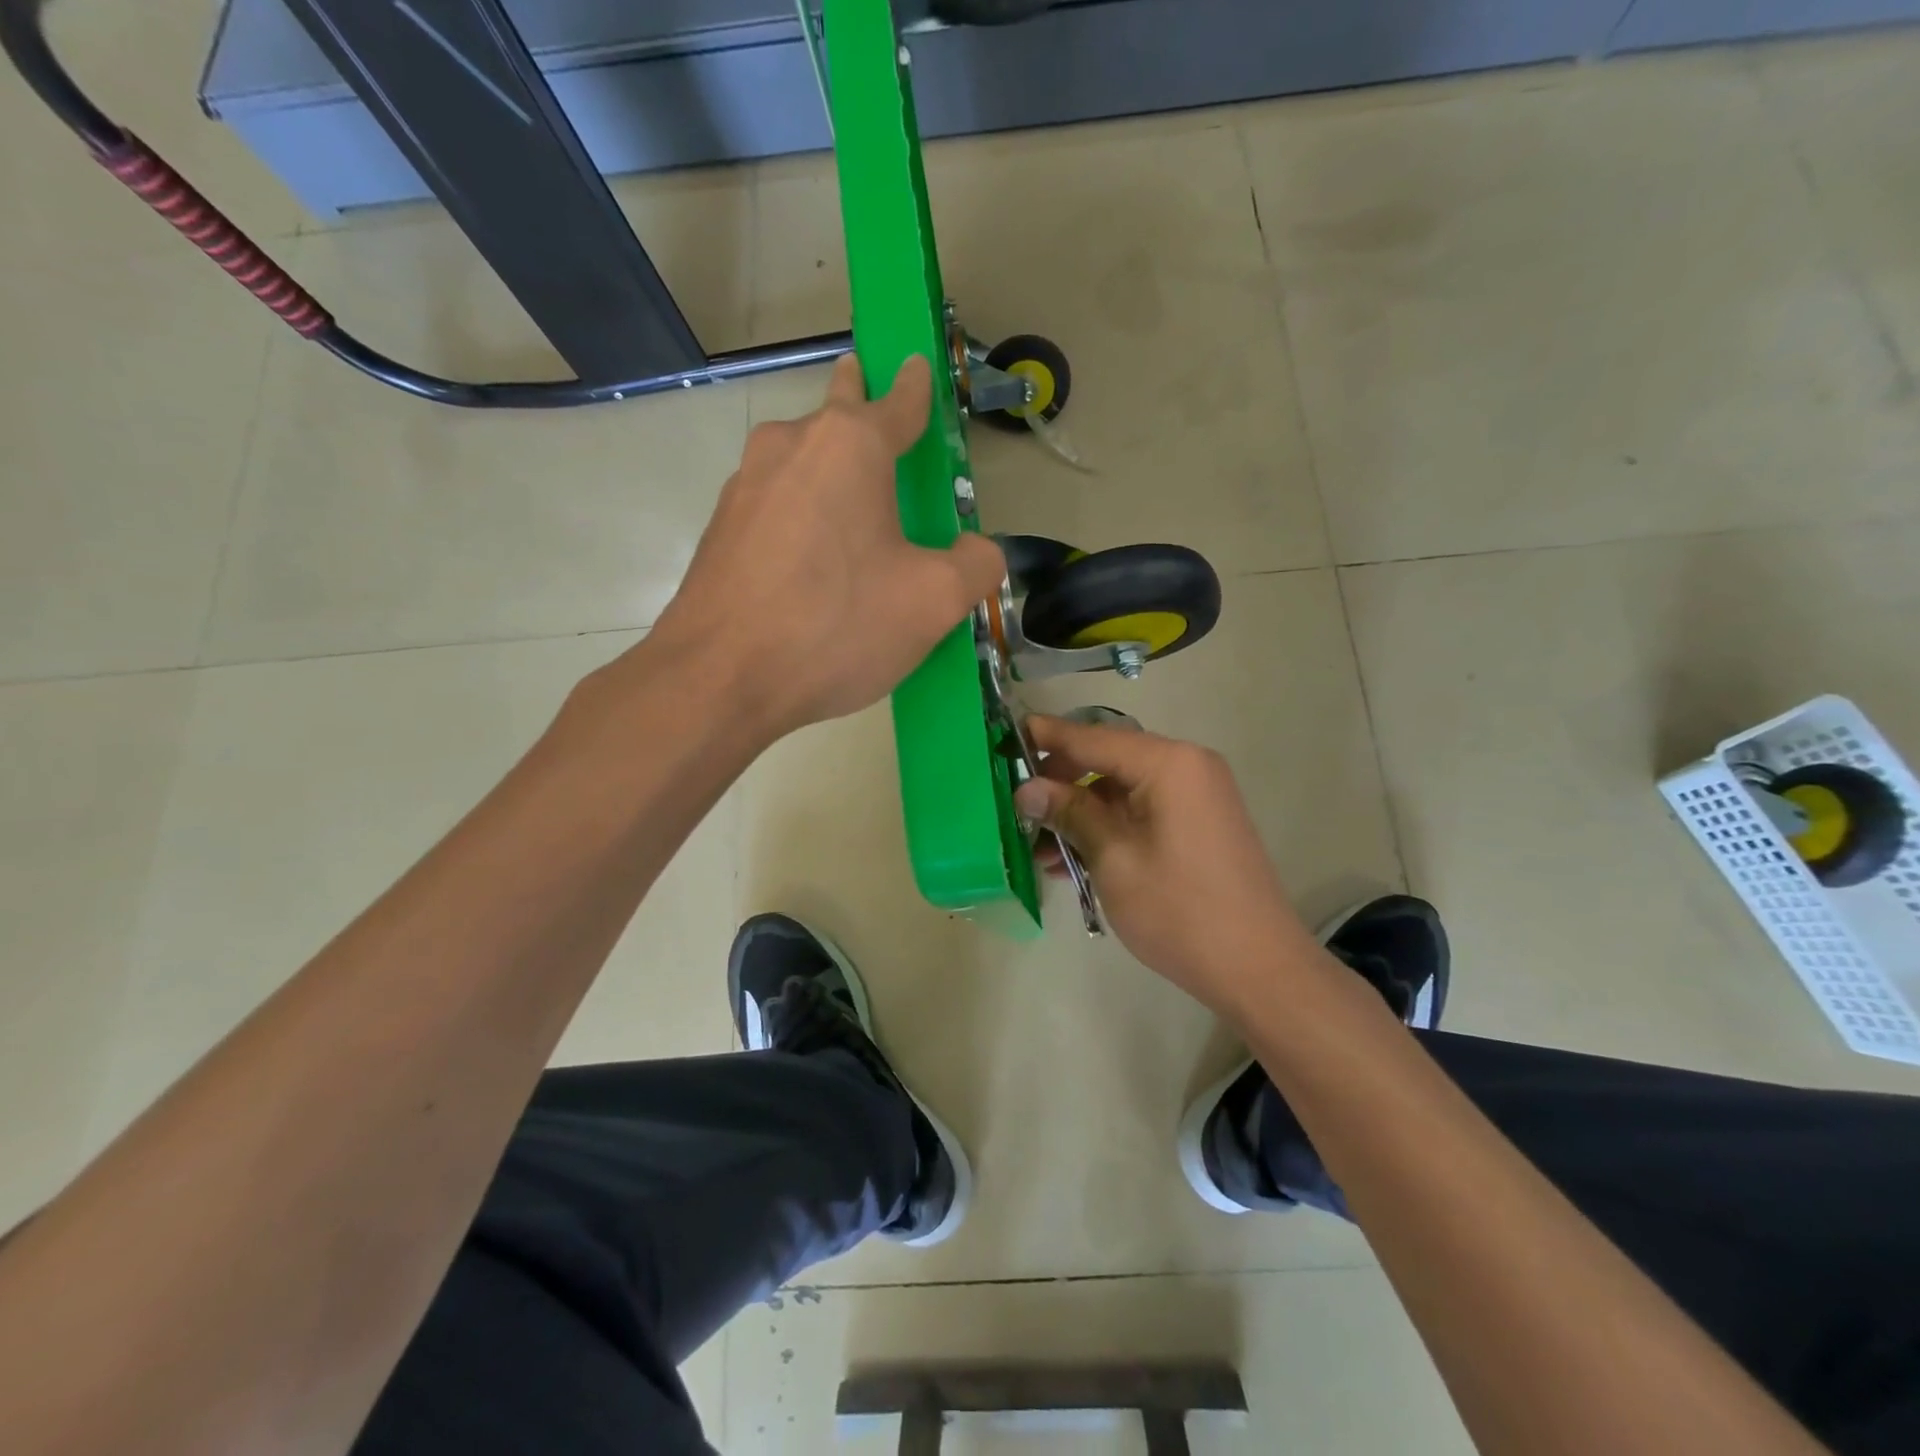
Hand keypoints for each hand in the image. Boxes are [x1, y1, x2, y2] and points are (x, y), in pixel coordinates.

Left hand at [647, 353, 1004, 738]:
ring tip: (851, 508)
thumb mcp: (932, 602)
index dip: (916, 387)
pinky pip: (775, 506)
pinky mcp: (721, 529)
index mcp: (849, 447)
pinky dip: (800, 515)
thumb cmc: (835, 625)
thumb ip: (976, 565)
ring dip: (826, 468)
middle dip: (858, 400)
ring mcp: (745, 486)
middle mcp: (790, 447)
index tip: (918, 366)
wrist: (719, 679)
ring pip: (800, 460)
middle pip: (836, 413)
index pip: (897, 401)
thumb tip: (979, 550)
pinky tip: (811, 561)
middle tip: (873, 403)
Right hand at [1013, 714, 1314, 1017]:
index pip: (1094, 738)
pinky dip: (1107, 830)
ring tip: (1036, 849)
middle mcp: (1186, 767)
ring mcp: (1195, 796)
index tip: (1005, 734)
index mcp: (1169, 764)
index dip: (1047, 737)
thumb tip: (1026, 788)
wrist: (1258, 969)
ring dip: (1079, 814)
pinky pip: (1140, 813)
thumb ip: (1070, 814)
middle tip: (1016, 805)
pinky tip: (1071, 862)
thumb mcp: (1114, 859)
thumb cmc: (1180, 910)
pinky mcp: (1196, 825)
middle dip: (1059, 784)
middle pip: (1107, 761)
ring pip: (1120, 791)